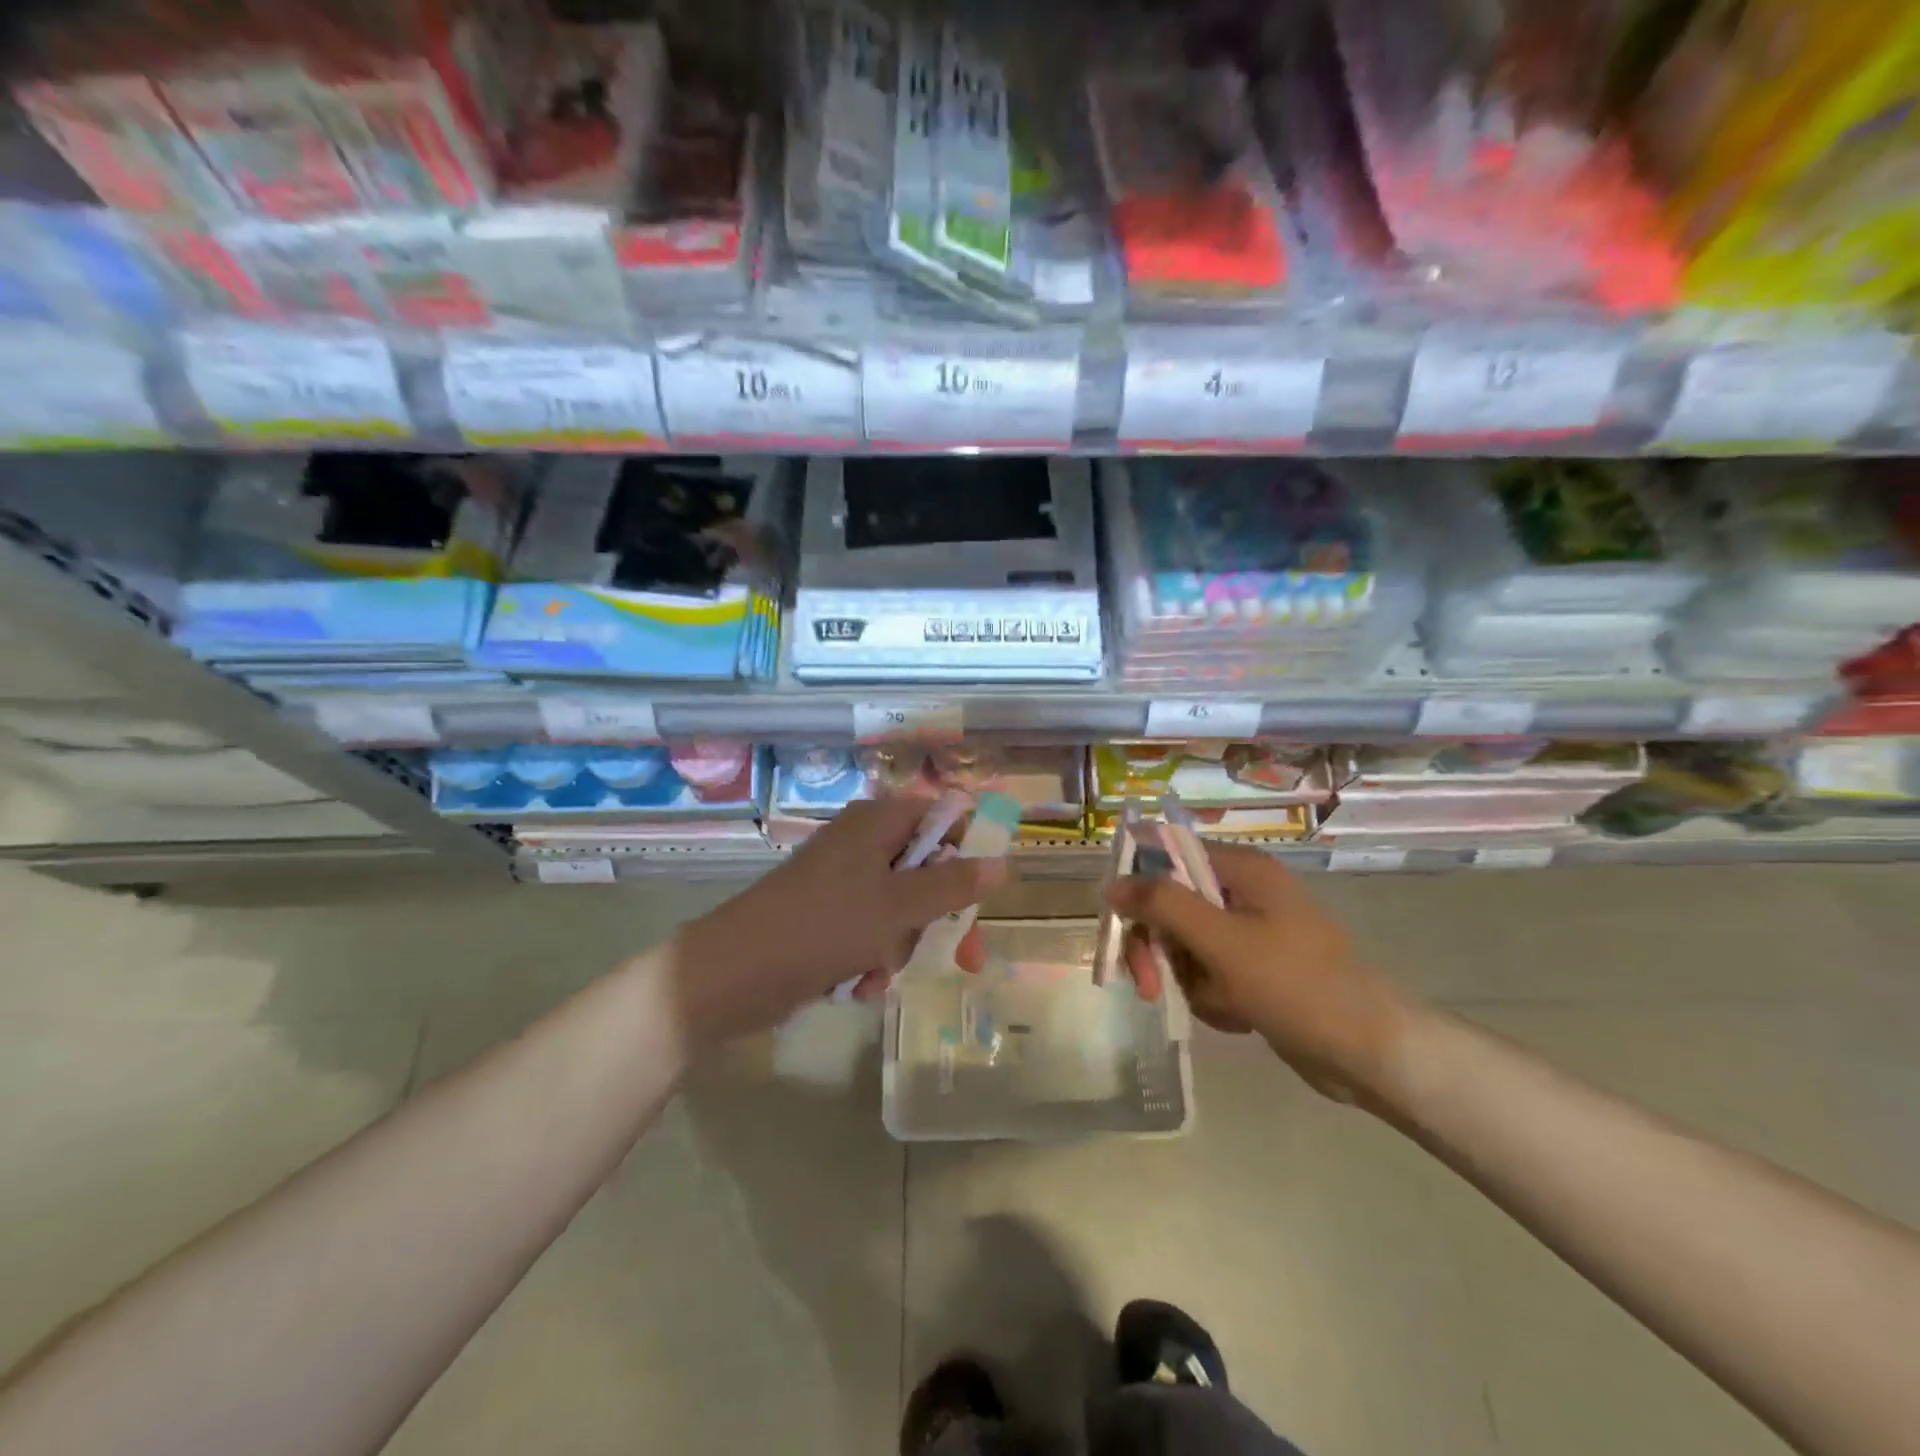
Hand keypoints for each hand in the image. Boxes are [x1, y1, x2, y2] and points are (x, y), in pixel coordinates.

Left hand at [673, 793, 1003, 1044]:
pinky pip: (871, 932)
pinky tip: (858, 984)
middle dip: (938, 918)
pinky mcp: (826, 917)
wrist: (732, 974)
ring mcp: (842, 881)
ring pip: (902, 909)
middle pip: (927, 869)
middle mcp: (861, 843)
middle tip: (964, 958)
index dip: (969, 851)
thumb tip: (1003, 861)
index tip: (984, 893)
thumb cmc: (822, 926)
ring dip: (901, 946)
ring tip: (880, 971)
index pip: (943, 817)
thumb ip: (953, 884)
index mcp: (877, 822)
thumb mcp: (898, 906)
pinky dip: (872, 959)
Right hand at [1105, 843, 1411, 1098]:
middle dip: (1160, 950)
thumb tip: (1112, 884)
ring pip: (1186, 946)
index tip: (1122, 930)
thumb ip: (1163, 904)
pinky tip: (1238, 1016)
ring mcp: (1252, 931)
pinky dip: (1212, 996)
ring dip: (1190, 980)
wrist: (1369, 1053)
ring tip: (1223, 1004)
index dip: (1138, 889)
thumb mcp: (1222, 941)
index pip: (1167, 857)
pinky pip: (1210, 973)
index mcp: (1242, 870)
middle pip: (1172, 906)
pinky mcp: (1257, 968)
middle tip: (1150, 987)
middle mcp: (1244, 892)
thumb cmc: (1296, 985)